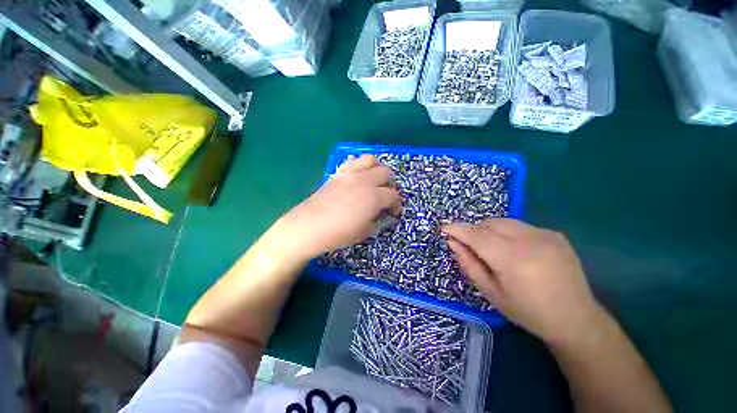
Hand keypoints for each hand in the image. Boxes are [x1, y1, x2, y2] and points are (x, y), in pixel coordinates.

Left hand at [274, 154, 401, 260]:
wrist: (309, 226)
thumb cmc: (339, 233)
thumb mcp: (364, 232)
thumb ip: (378, 221)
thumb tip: (384, 215)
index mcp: (374, 197)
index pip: (394, 195)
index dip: (397, 204)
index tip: (394, 212)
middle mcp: (365, 181)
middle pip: (386, 173)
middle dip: (390, 184)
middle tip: (386, 196)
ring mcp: (350, 174)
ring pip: (371, 160)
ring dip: (377, 168)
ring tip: (375, 180)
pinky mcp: (338, 173)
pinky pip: (352, 161)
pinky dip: (359, 165)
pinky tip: (357, 175)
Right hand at [444, 219, 602, 345]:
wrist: (576, 319)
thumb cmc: (528, 312)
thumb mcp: (490, 293)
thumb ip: (468, 264)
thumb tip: (453, 242)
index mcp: (514, 260)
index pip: (477, 235)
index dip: (457, 229)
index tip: (443, 228)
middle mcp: (531, 241)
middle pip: (489, 224)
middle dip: (473, 230)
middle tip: (469, 245)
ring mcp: (546, 234)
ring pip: (503, 222)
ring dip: (489, 230)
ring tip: (491, 248)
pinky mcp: (554, 234)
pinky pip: (519, 226)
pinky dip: (506, 233)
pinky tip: (513, 250)